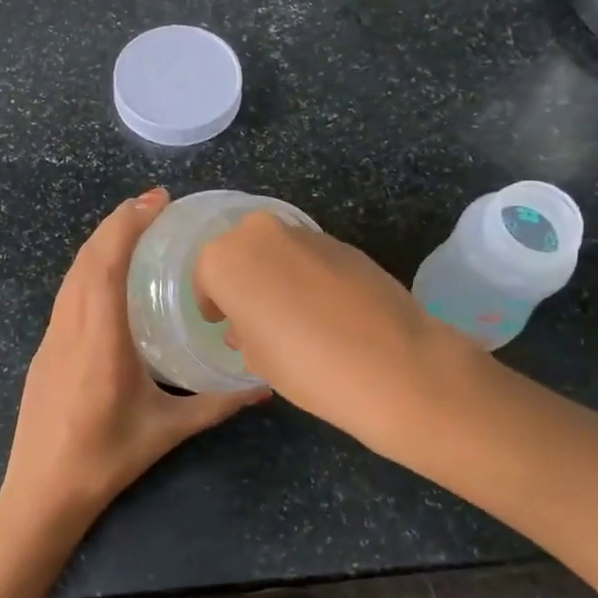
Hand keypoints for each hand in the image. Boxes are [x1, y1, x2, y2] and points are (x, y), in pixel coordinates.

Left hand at [0, 189, 267, 537]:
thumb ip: (219, 403)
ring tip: (136, 228)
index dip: (128, 224)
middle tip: (156, 205)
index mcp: (100, 340)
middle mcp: (70, 327)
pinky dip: (89, 268)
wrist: (42, 493)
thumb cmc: (106, 460)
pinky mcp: (45, 349)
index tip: (157, 201)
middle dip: (118, 222)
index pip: (106, 264)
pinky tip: (111, 276)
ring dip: (101, 242)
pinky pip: (67, 293)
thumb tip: (264, 385)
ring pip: (72, 273)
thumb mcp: (169, 430)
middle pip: (87, 258)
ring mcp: (51, 337)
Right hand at [194, 212, 479, 456]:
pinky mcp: (344, 242)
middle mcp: (261, 233)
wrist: (392, 363)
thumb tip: (248, 325)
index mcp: (225, 258)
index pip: (206, 277)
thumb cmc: (304, 365)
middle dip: (245, 279)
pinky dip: (310, 276)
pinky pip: (311, 257)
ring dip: (279, 275)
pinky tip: (327, 312)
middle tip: (257, 316)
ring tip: (296, 317)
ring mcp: (306, 233)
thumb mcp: (257, 358)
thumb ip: (244, 331)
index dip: (214, 303)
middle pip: (242, 253)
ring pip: (278, 251)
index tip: (222, 323)